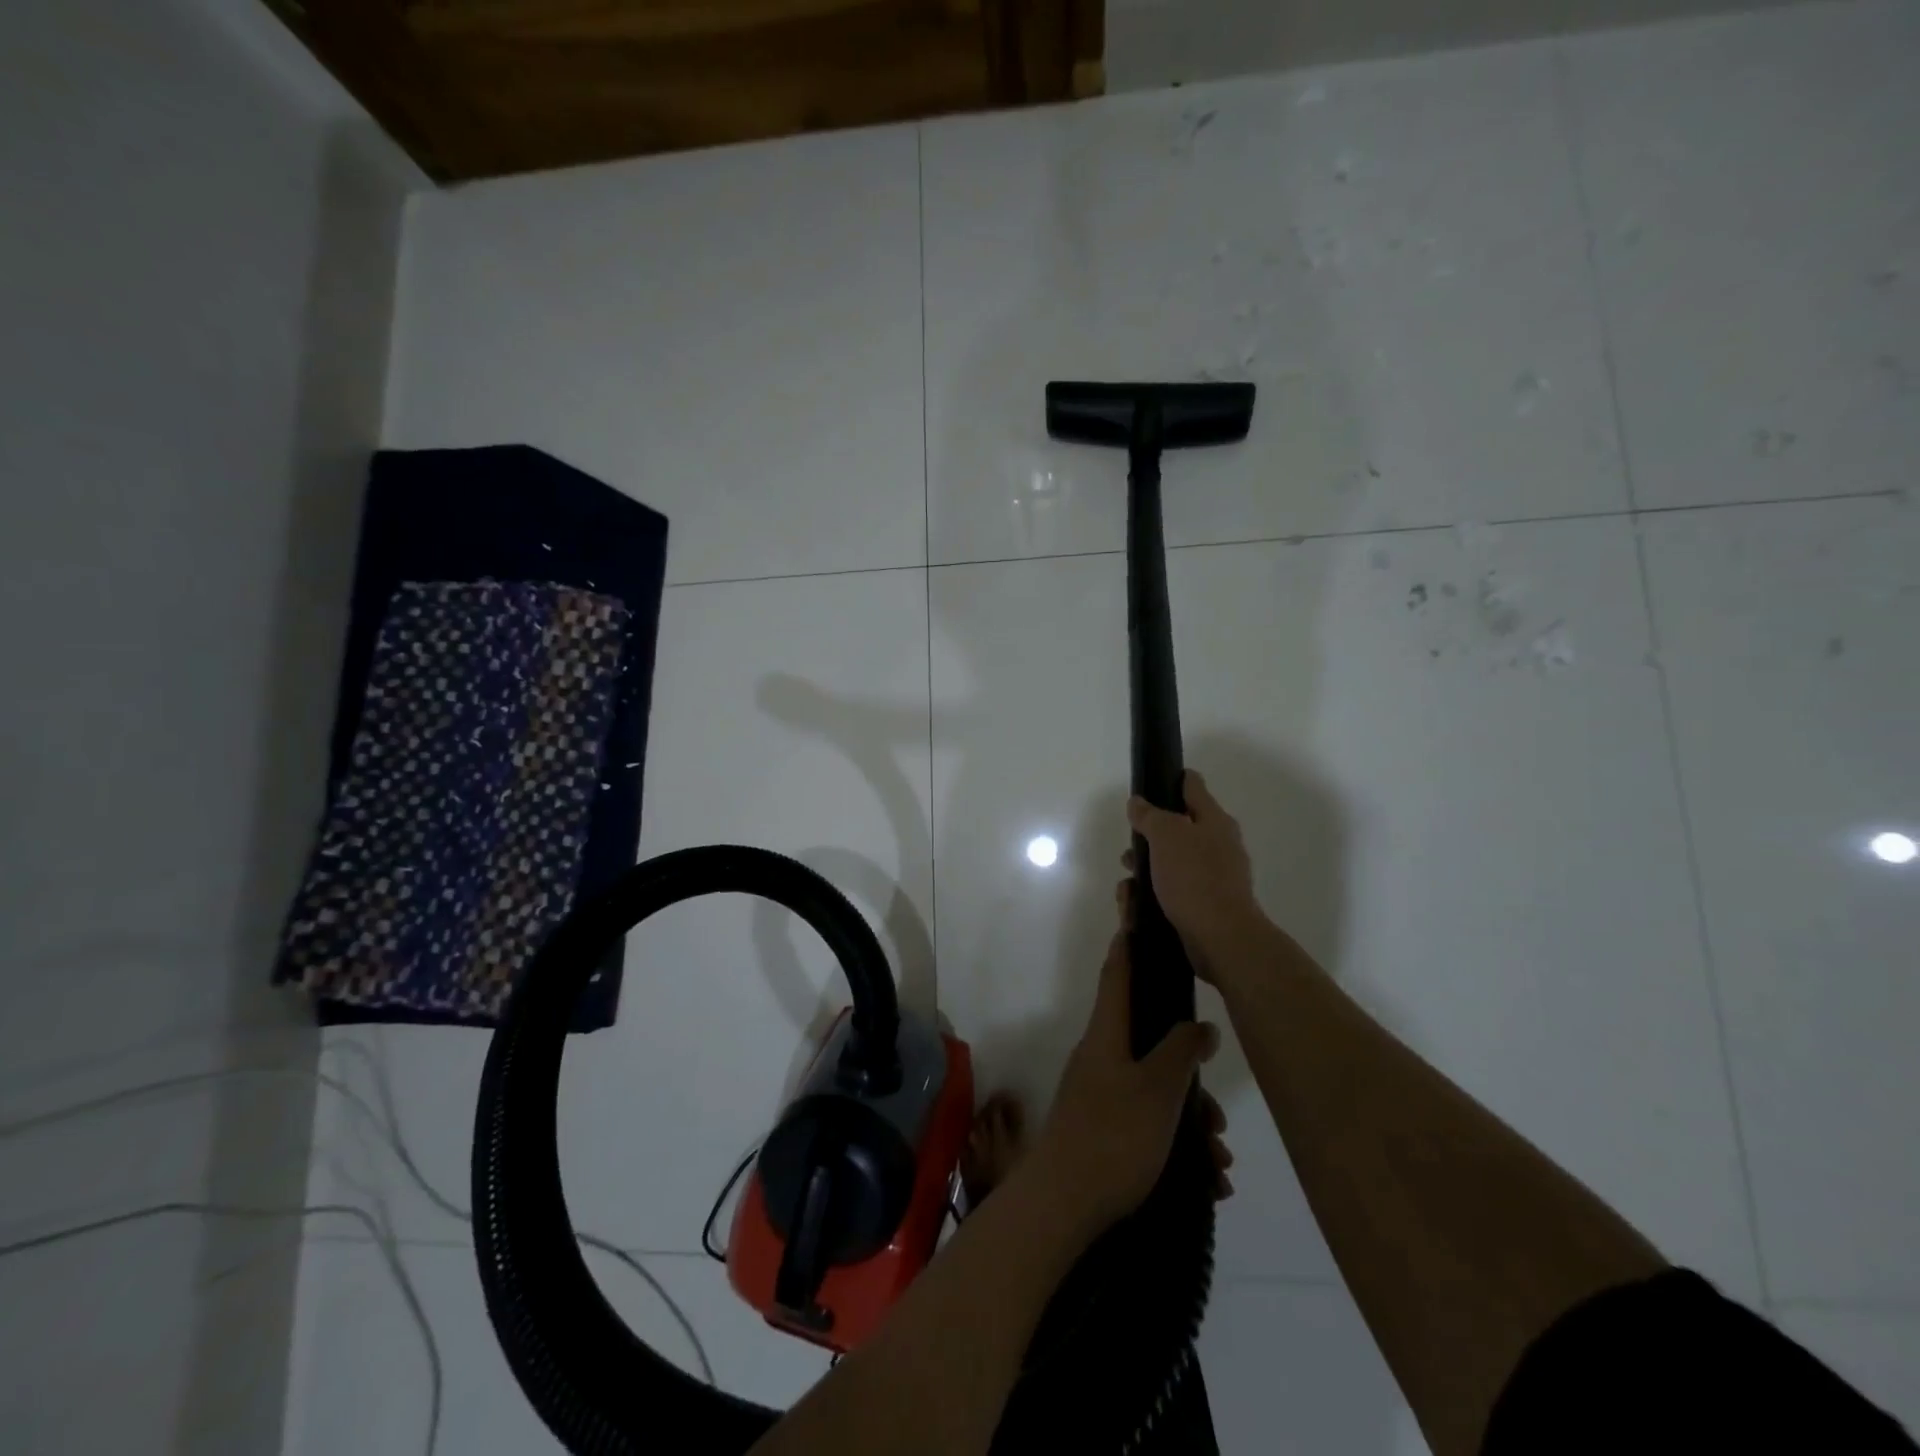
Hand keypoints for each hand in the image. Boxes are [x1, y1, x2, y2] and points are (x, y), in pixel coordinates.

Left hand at [1028, 928, 1220, 1237]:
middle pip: (1149, 1041)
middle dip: (1188, 1070)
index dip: (1129, 945)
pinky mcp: (1103, 1128)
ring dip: (1190, 1119)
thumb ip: (1180, 1051)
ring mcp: (1100, 1093)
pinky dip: (1177, 1144)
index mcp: (1106, 1034)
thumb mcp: (1158, 1090)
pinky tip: (1207, 1180)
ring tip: (1219, 1160)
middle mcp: (1100, 1056)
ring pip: (1154, 1089)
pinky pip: (1147, 1122)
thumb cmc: (1113, 1136)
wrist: (1063, 1205)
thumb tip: (1200, 1024)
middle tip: (1217, 1112)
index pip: (1117, 974)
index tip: (1139, 919)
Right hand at [1125, 770, 1267, 982]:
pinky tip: (1135, 906)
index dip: (1171, 780)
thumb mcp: (1167, 836)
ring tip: (1127, 887)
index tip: (1150, 782)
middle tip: (1130, 848)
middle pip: (1178, 829)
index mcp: (1214, 821)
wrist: (1222, 938)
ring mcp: (1213, 878)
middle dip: (1149, 838)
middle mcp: (1218, 846)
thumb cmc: (1194, 878)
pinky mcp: (1204, 906)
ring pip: (1171, 864)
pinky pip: (1172, 892)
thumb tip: (1138, 803)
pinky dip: (1153, 896)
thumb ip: (1150, 816)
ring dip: (1146, 871)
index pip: (1193, 787)